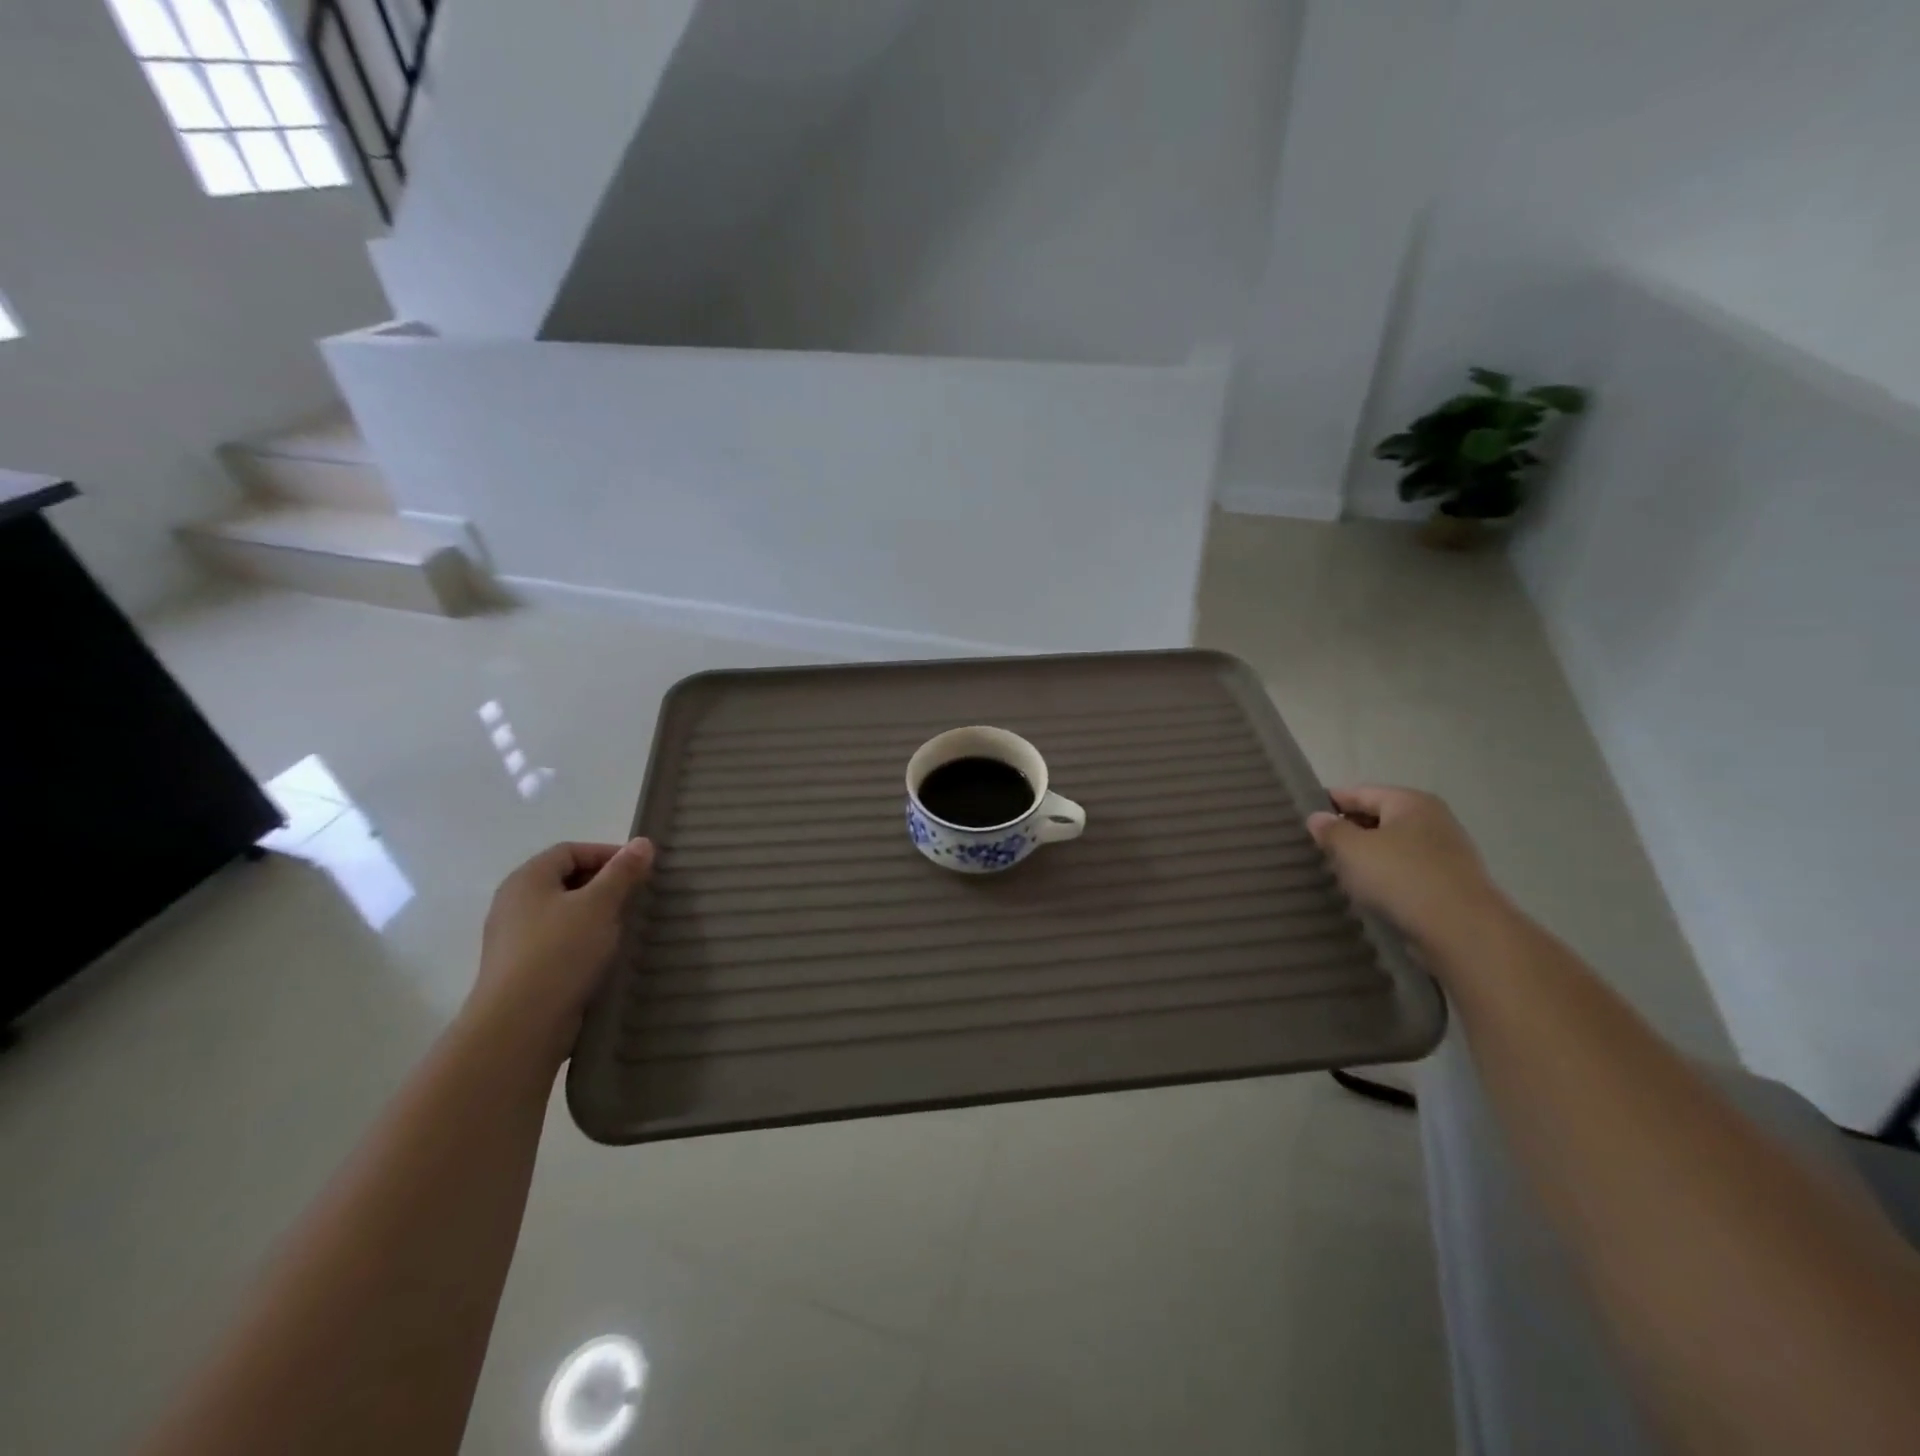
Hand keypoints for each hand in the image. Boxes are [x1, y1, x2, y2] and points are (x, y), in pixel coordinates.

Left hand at [469, 838, 654, 1065]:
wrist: (519, 1024)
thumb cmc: (560, 951)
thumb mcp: (600, 904)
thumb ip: (623, 872)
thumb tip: (643, 842)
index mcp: (527, 879)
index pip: (570, 851)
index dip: (607, 853)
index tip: (640, 869)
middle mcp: (514, 903)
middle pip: (565, 880)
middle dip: (604, 884)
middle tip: (637, 896)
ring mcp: (514, 939)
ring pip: (563, 913)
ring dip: (596, 915)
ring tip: (627, 926)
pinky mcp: (521, 970)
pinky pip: (558, 942)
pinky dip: (584, 941)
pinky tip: (605, 956)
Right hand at [1306, 786, 1507, 949]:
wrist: (1463, 931)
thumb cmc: (1401, 877)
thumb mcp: (1352, 850)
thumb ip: (1331, 830)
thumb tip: (1317, 817)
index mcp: (1411, 802)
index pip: (1360, 792)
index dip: (1329, 803)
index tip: (1302, 816)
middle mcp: (1433, 820)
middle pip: (1378, 818)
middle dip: (1348, 832)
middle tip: (1316, 848)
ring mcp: (1446, 853)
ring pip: (1392, 847)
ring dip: (1366, 858)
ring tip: (1338, 873)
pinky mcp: (1450, 883)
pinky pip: (1407, 872)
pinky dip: (1386, 878)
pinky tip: (1368, 893)